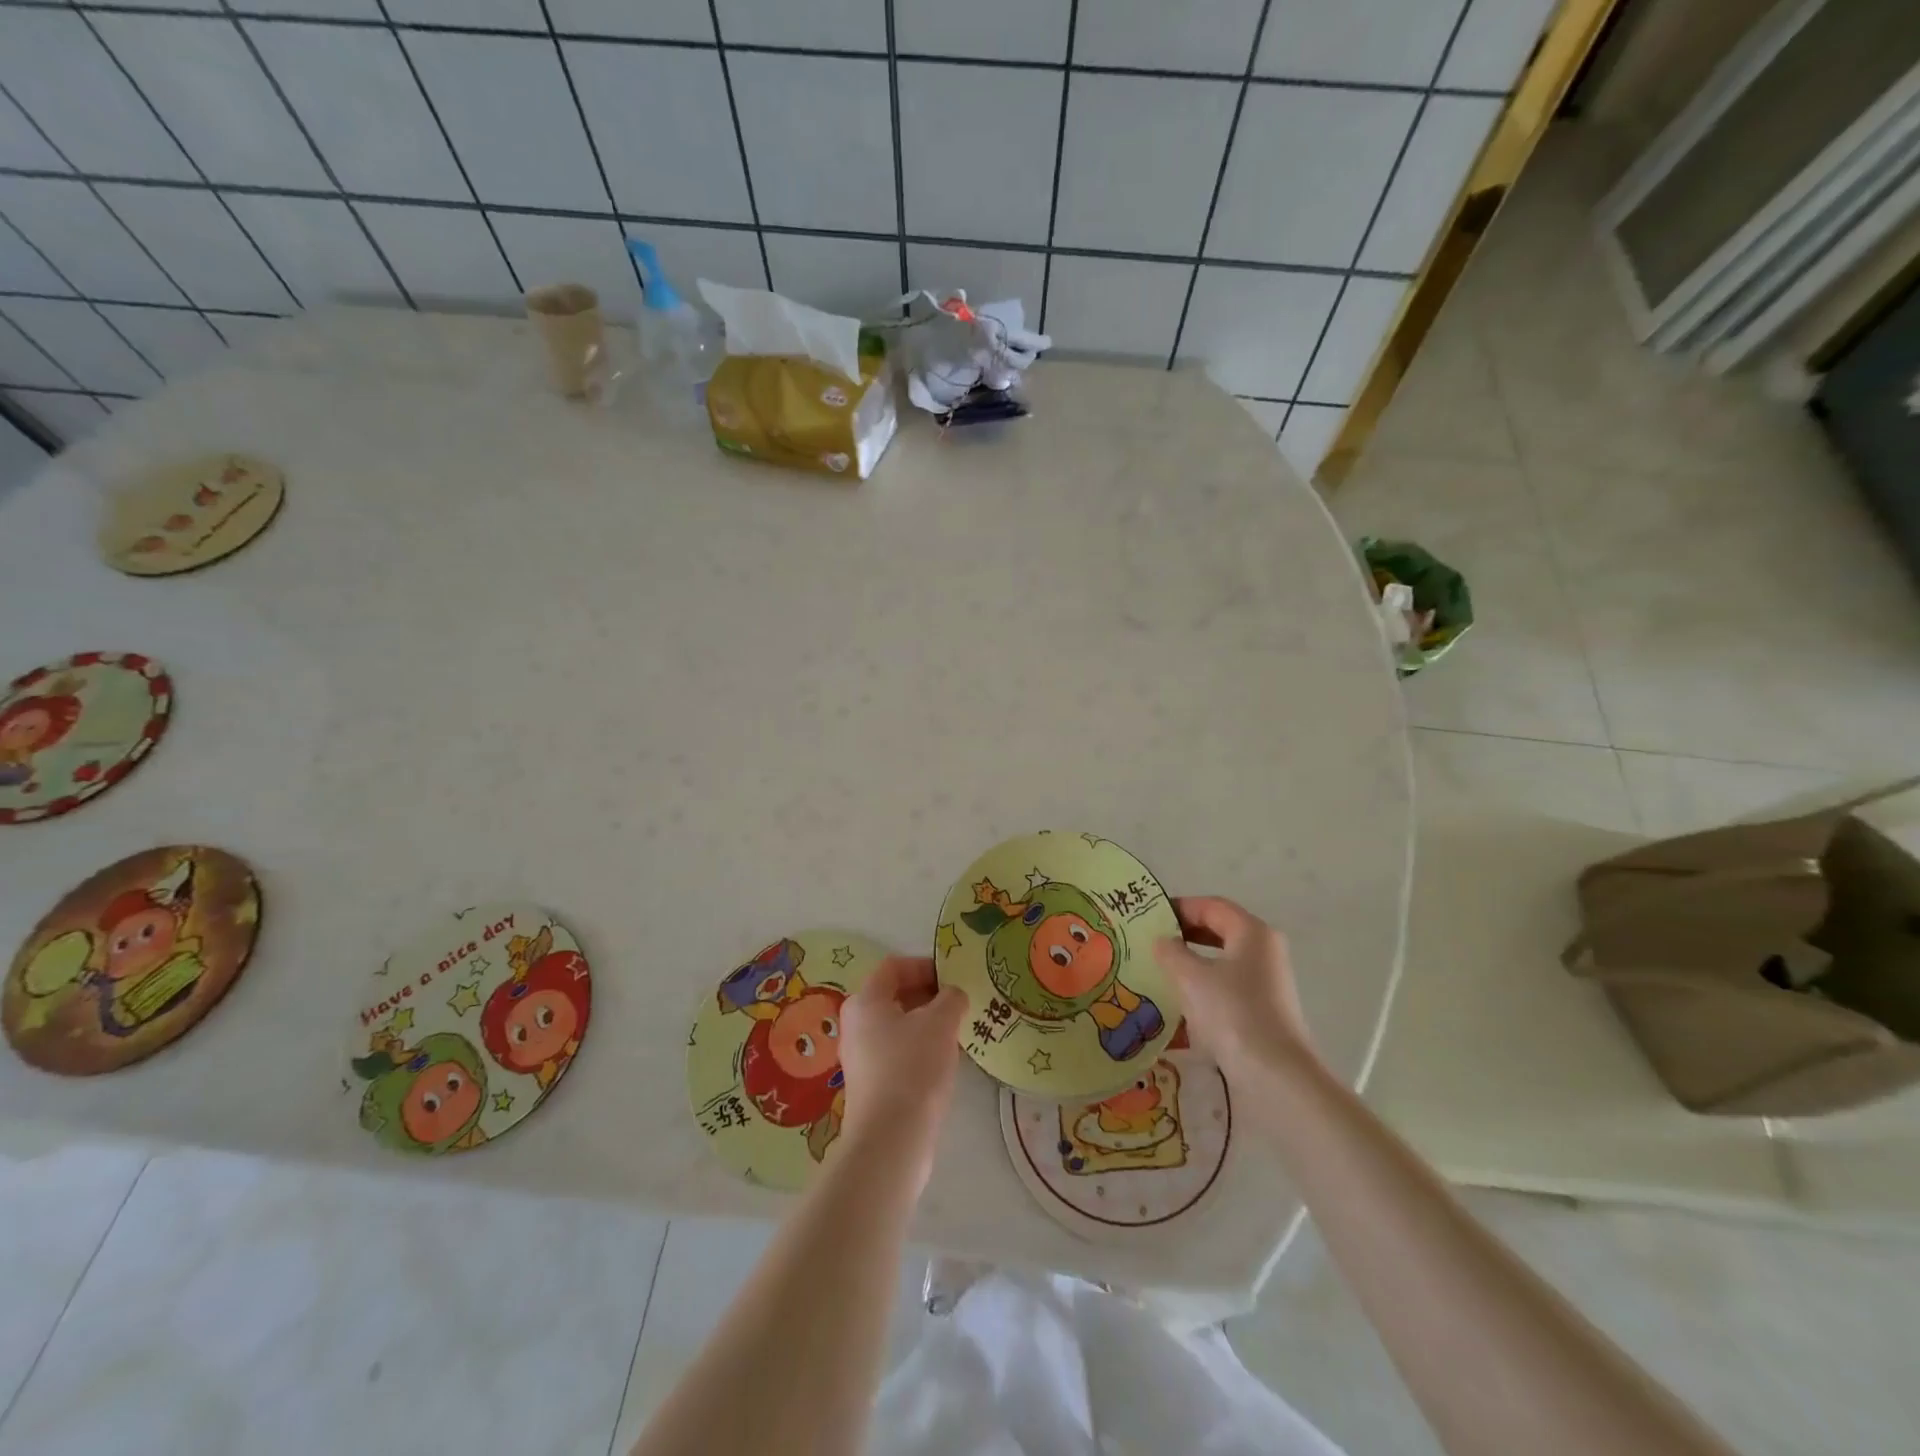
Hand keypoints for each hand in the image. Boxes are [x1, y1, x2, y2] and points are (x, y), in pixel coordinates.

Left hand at [839, 956, 967, 1189]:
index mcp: (865, 1000)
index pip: (894, 966)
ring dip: (925, 1022)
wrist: (891, 1139)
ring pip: (896, 1025)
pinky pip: (895, 1051)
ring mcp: (859, 1056)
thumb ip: (951, 998)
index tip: (953, 977)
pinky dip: (918, 1047)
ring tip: (955, 1031)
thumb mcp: (941, 1022)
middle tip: (958, 1003)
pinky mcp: (869, 1084)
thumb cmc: (913, 1067)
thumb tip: (953, 994)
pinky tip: (941, 1061)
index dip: (925, 965)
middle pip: (893, 995)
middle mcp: (855, 1023)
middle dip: (927, 994)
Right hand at [1153, 897, 1316, 1078]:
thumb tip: (1162, 941)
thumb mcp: (1191, 977)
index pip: (1211, 906)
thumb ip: (1171, 951)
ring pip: (1222, 960)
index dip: (1179, 907)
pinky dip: (1204, 986)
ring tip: (1159, 971)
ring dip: (1191, 962)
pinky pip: (1228, 986)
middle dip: (1184, 934)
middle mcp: (1265, 950)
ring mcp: (1268, 982)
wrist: (1276, 1076)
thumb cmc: (1232, 1013)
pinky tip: (1180, 1002)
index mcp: (1252, 932)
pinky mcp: (1264, 1010)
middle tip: (1150, 942)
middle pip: (1219, 930)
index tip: (1148, 917)